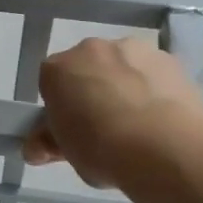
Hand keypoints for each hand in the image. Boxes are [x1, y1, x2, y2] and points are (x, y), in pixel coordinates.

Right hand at [23, 36, 202, 189]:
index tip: (72, 130)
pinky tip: (164, 117)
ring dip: (125, 85)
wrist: (164, 146)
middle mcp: (91, 49)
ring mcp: (132, 48)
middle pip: (87, 69)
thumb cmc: (102, 150)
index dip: (61, 107)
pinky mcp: (167, 57)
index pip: (51, 83)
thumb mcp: (67, 153)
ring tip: (140, 125)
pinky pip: (153, 72)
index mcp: (57, 69)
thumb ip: (49, 143)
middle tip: (105, 128)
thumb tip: (35, 148)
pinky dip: (155, 87)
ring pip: (122, 66)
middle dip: (93, 91)